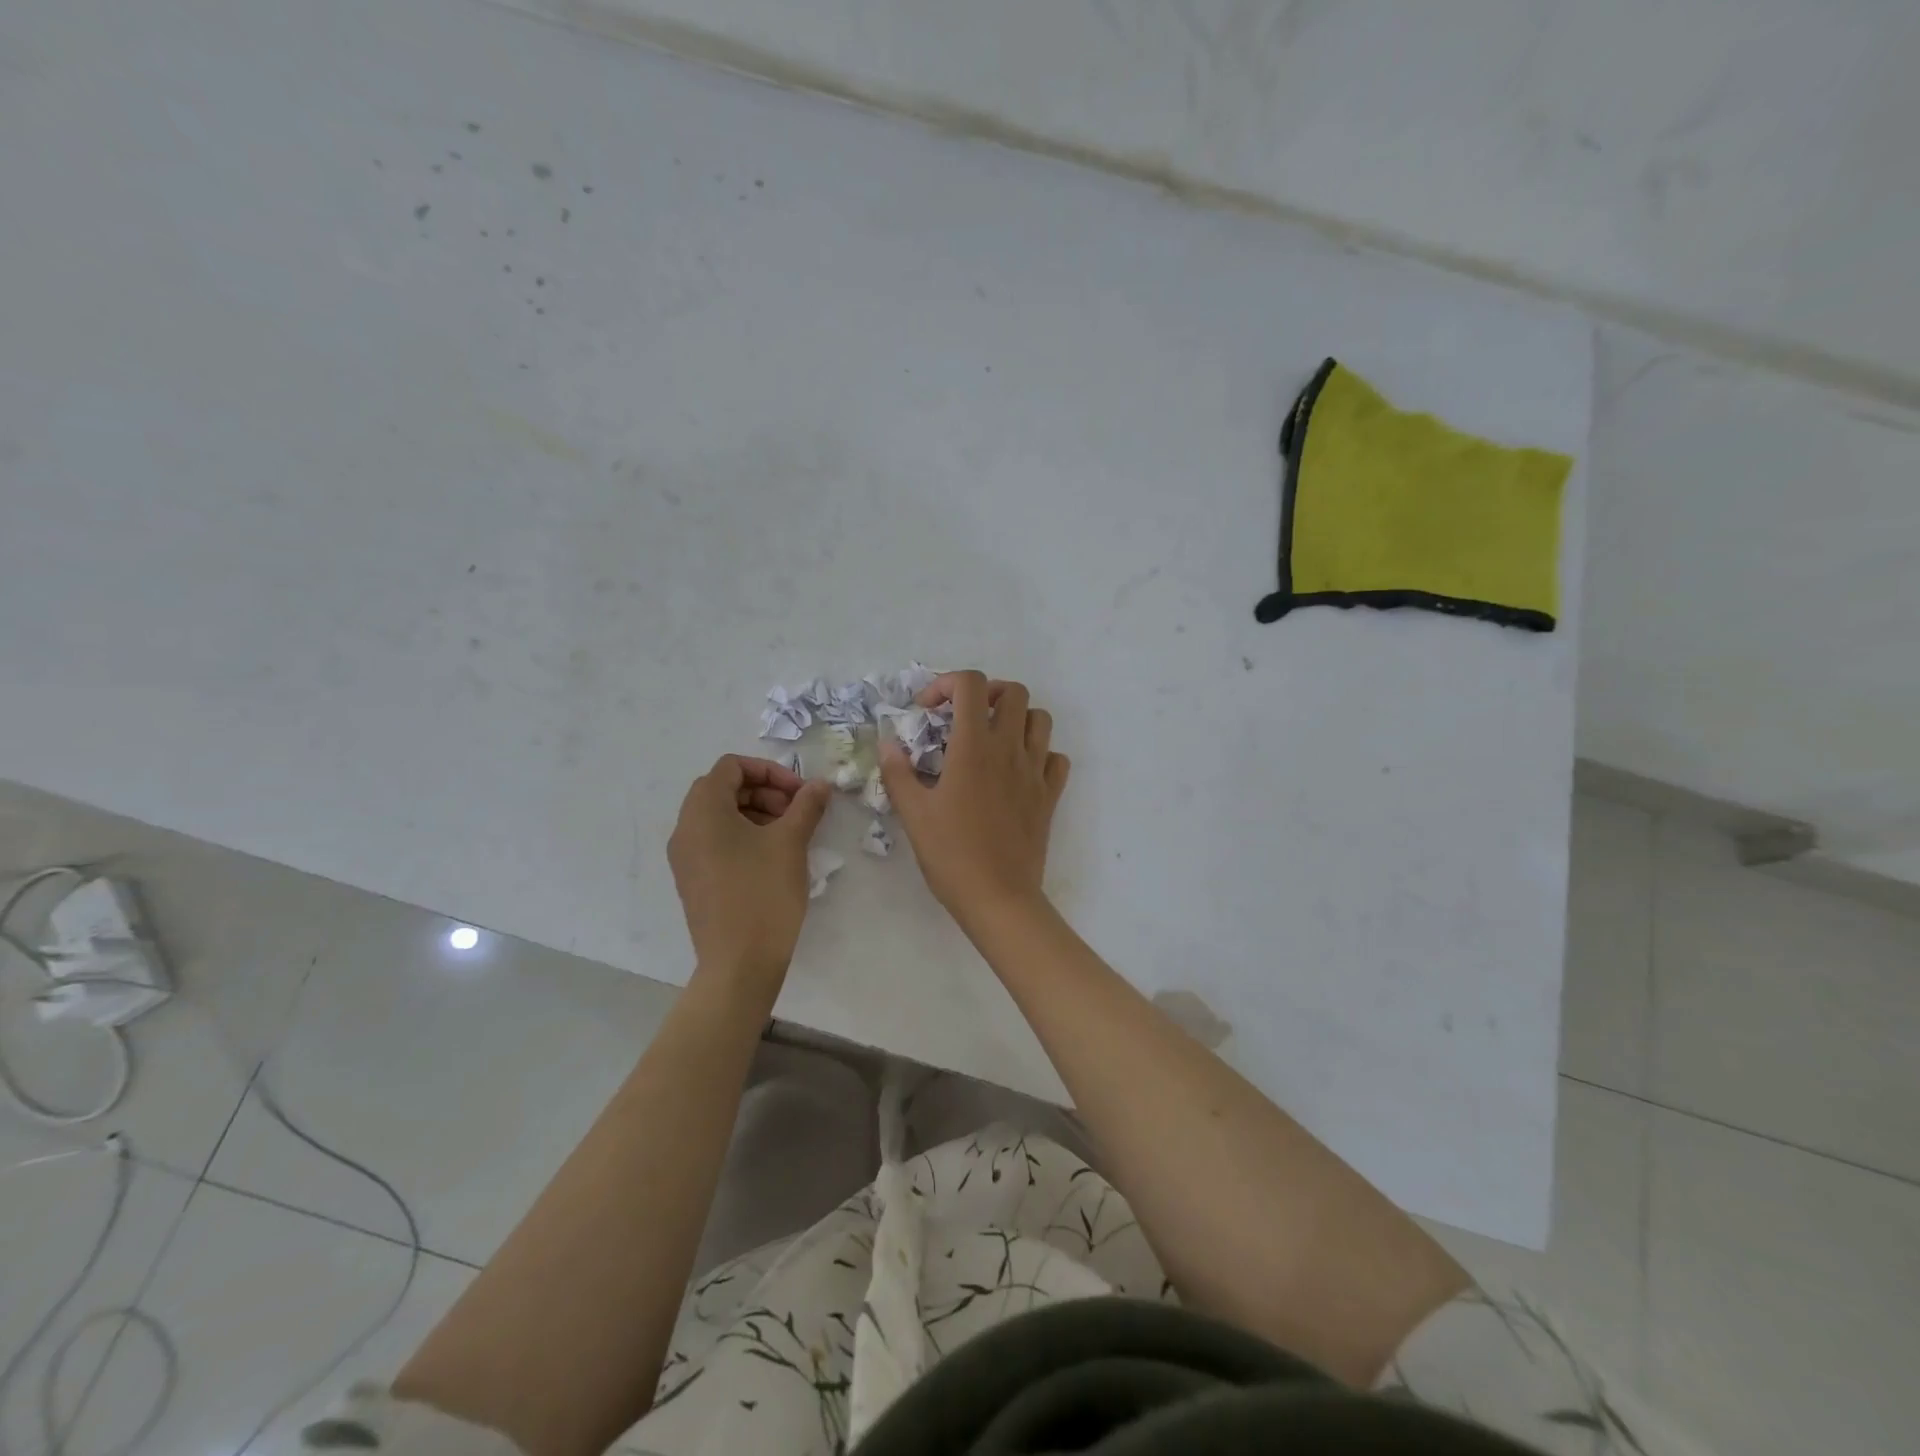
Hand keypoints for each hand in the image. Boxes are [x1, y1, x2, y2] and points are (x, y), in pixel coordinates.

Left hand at [668, 755, 832, 990]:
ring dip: (757, 813)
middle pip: (724, 789)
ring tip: (790, 835)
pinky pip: (715, 842)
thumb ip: (806, 805)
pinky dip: (743, 837)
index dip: (769, 771)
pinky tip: (773, 858)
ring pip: (720, 817)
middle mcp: (685, 828)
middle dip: (765, 792)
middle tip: (797, 812)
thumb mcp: (791, 842)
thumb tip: (819, 785)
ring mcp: (685, 857)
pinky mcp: (693, 880)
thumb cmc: (763, 893)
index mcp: (703, 810)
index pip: (731, 767)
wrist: (738, 963)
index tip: (799, 792)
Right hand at [879, 671, 1070, 929]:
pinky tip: (1019, 770)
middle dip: (987, 694)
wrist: (998, 896)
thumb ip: (898, 772)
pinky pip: (1056, 758)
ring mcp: (1035, 771)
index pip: (971, 685)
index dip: (946, 684)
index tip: (928, 711)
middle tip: (964, 718)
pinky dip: (1041, 753)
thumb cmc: (951, 854)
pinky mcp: (1050, 795)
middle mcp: (1009, 749)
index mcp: (974, 747)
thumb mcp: (913, 813)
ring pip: (1041, 719)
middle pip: (1013, 692)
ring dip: (1017, 718)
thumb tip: (889, 743)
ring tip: (992, 739)